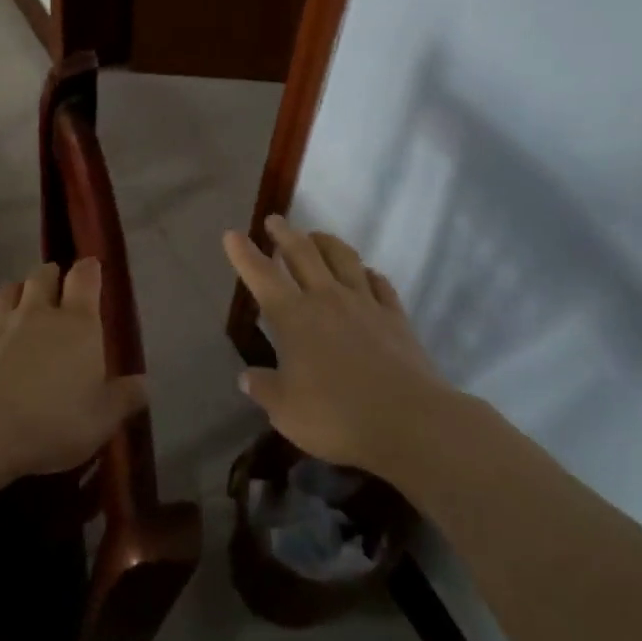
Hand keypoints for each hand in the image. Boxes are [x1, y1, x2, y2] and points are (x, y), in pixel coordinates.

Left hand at [0, 259, 143, 479]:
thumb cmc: (55, 421)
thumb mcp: (102, 418)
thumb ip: (125, 397)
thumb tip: (146, 384)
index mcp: (78, 324)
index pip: (86, 279)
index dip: (89, 270)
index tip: (91, 268)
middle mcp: (38, 313)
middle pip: (43, 276)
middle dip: (49, 275)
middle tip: (53, 284)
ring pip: (5, 291)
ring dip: (12, 292)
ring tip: (15, 301)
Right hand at [223, 217, 448, 471]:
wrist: (409, 420)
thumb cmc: (336, 416)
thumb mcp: (286, 411)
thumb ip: (264, 388)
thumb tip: (247, 376)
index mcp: (294, 317)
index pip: (262, 276)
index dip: (244, 254)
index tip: (232, 234)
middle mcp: (328, 299)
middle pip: (303, 254)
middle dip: (285, 234)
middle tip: (275, 220)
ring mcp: (366, 304)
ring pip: (344, 258)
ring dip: (326, 242)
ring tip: (317, 235)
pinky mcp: (395, 317)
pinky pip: (380, 284)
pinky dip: (368, 273)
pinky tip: (366, 273)